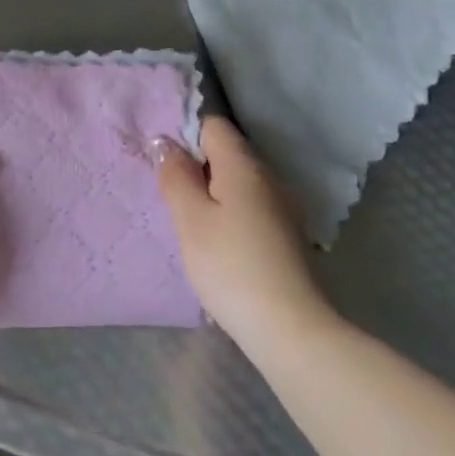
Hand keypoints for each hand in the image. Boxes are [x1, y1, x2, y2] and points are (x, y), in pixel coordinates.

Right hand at [154, 117, 325, 350]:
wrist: (290, 330)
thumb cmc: (231, 267)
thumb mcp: (190, 220)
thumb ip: (175, 176)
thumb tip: (164, 142)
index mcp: (244, 165)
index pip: (212, 125)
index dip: (184, 135)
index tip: (164, 164)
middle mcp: (268, 177)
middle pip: (226, 152)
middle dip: (196, 166)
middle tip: (170, 197)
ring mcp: (282, 207)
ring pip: (238, 182)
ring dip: (211, 193)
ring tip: (189, 223)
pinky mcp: (286, 235)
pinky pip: (250, 207)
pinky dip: (229, 214)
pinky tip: (218, 244)